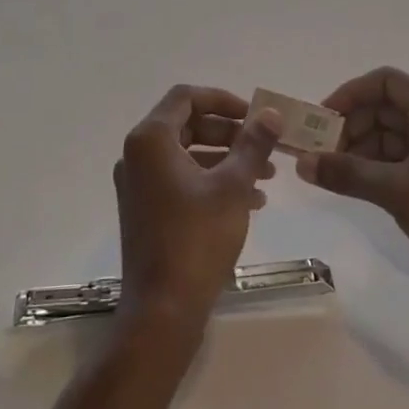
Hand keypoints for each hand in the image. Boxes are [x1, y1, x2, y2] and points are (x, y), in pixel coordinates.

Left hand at [114, 85, 279, 343]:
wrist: (163, 310)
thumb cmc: (196, 239)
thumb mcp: (232, 186)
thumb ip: (252, 144)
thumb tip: (270, 113)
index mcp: (150, 140)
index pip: (186, 97)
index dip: (223, 100)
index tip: (254, 115)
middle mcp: (137, 155)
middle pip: (188, 125)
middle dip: (230, 133)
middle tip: (264, 145)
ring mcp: (139, 184)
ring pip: (188, 154)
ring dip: (226, 159)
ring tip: (267, 176)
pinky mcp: (146, 209)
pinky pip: (182, 180)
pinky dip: (212, 181)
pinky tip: (250, 200)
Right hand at [298, 67, 408, 310]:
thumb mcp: (396, 192)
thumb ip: (346, 173)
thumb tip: (301, 163)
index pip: (384, 81)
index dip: (349, 95)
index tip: (321, 120)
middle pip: (384, 107)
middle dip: (351, 126)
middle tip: (320, 153)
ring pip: (390, 134)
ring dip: (360, 149)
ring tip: (332, 172)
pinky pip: (401, 156)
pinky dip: (377, 166)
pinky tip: (355, 184)